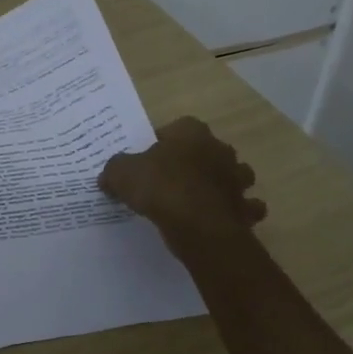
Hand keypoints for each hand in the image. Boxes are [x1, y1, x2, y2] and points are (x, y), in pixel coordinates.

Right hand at [98, 117, 266, 251]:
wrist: (197, 225)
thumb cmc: (161, 188)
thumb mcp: (122, 174)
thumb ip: (114, 170)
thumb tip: (108, 177)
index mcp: (192, 132)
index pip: (177, 128)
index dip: (162, 143)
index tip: (148, 161)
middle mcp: (220, 149)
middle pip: (208, 150)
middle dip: (195, 162)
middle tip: (172, 180)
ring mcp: (237, 179)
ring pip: (235, 175)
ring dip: (223, 184)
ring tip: (201, 200)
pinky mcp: (244, 208)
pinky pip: (245, 208)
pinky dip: (238, 213)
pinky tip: (221, 220)